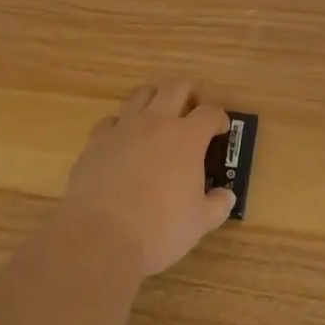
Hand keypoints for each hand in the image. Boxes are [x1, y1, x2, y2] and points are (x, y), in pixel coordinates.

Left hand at [61, 80, 237, 278]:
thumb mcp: (199, 223)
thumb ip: (217, 205)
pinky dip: (122, 125)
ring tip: (160, 118)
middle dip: (190, 94)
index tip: (221, 130)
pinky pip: (113, 119)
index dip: (219, 119)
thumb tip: (226, 197)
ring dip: (156, 99)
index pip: (210, 113)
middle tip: (193, 112)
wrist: (100, 237)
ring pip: (143, 94)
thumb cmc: (158, 230)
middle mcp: (157, 122)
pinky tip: (125, 142)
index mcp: (187, 137)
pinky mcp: (97, 139)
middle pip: (177, 87)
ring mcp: (124, 127)